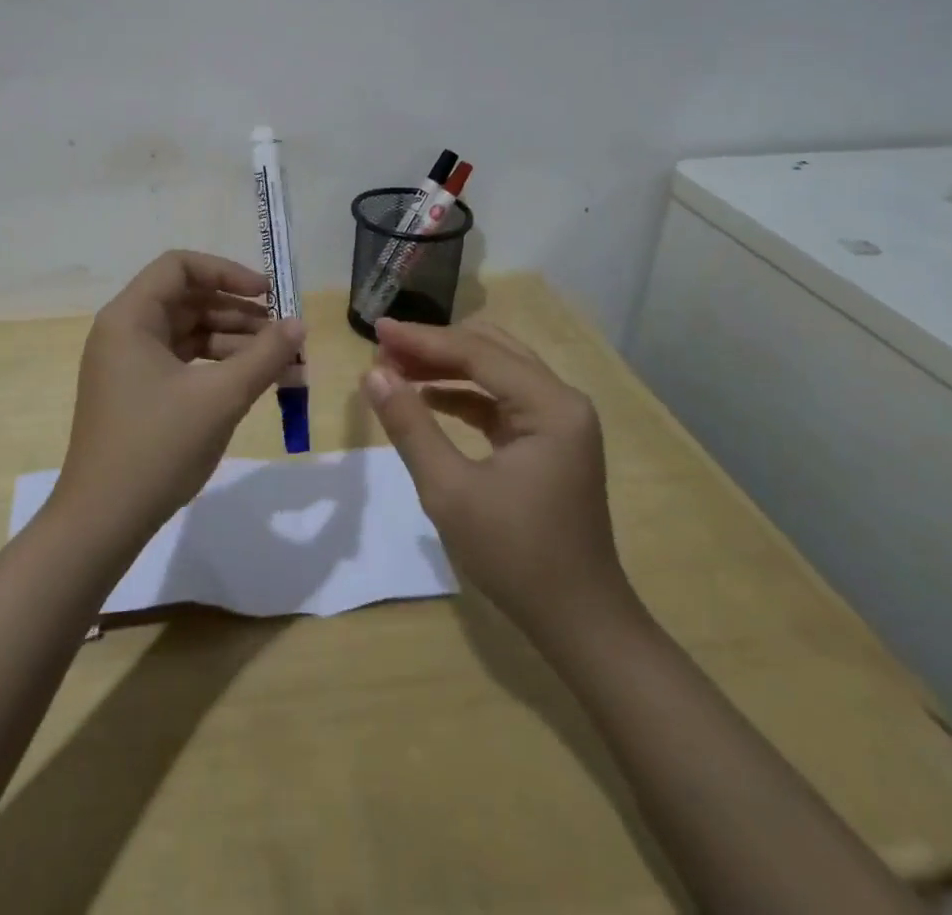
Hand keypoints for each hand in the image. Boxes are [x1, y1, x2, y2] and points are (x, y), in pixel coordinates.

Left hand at [55, 251, 303, 545]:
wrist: (102, 521)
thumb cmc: (157, 448)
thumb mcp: (220, 398)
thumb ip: (264, 355)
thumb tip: (298, 323)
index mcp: (130, 318)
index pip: (180, 267)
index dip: (227, 272)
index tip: (268, 294)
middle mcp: (124, 331)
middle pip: (188, 300)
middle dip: (239, 313)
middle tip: (283, 334)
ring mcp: (128, 364)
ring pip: (189, 333)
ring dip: (234, 342)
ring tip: (281, 363)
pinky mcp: (137, 392)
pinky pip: (183, 362)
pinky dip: (217, 367)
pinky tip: (253, 382)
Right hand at [362, 318, 630, 638]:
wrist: (579, 622)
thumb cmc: (516, 555)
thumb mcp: (450, 490)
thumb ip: (410, 426)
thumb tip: (373, 374)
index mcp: (550, 405)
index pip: (478, 352)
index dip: (423, 339)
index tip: (376, 329)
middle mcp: (561, 400)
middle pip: (490, 351)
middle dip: (434, 347)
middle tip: (383, 348)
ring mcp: (559, 421)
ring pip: (495, 372)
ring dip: (446, 367)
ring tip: (396, 369)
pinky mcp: (548, 441)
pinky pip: (500, 400)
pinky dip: (462, 394)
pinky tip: (426, 397)